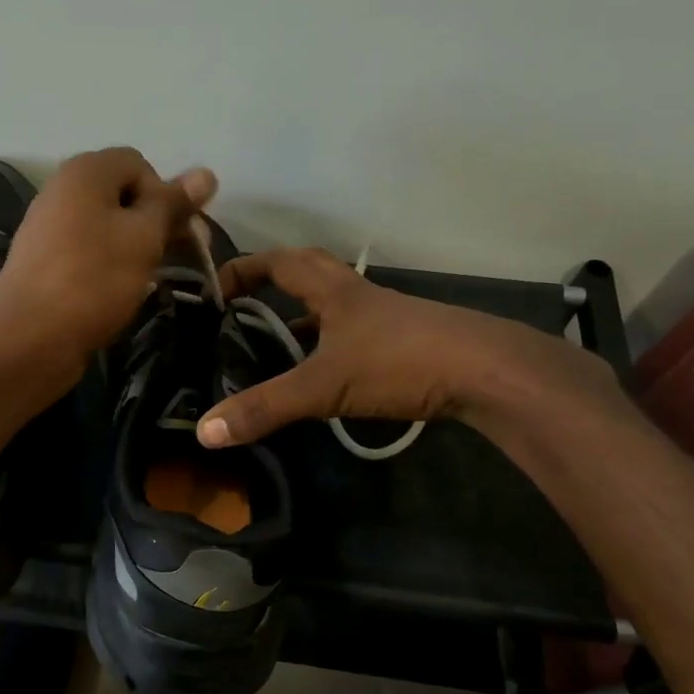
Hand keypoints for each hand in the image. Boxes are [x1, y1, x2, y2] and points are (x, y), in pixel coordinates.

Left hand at [0, 148, 215, 386]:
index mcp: (85, 172)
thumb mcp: (143, 238)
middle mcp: (62, 191)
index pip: (139, 164)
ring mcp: (50, 228)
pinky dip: (110, 266)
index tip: (178, 233)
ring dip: (136, 247)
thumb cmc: (93, 280)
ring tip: (149, 278)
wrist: (28, 339)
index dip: (165, 194)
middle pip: (123, 194)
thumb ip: (173, 204)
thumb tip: (206, 173)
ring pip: (107, 226)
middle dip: (155, 222)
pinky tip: (120, 292)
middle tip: (178, 258)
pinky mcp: (45, 263)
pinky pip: (89, 252)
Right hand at [195, 247, 624, 447]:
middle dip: (274, 282)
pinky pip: (356, 336)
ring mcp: (388, 319)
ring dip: (303, 318)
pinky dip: (331, 346)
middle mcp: (360, 295)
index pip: (280, 262)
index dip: (245, 268)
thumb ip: (265, 407)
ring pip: (335, 307)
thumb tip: (206, 431)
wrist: (487, 372)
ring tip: (273, 346)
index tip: (216, 287)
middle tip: (243, 305)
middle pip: (310, 272)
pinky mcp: (408, 343)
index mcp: (335, 290)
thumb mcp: (324, 387)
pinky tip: (325, 375)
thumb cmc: (400, 362)